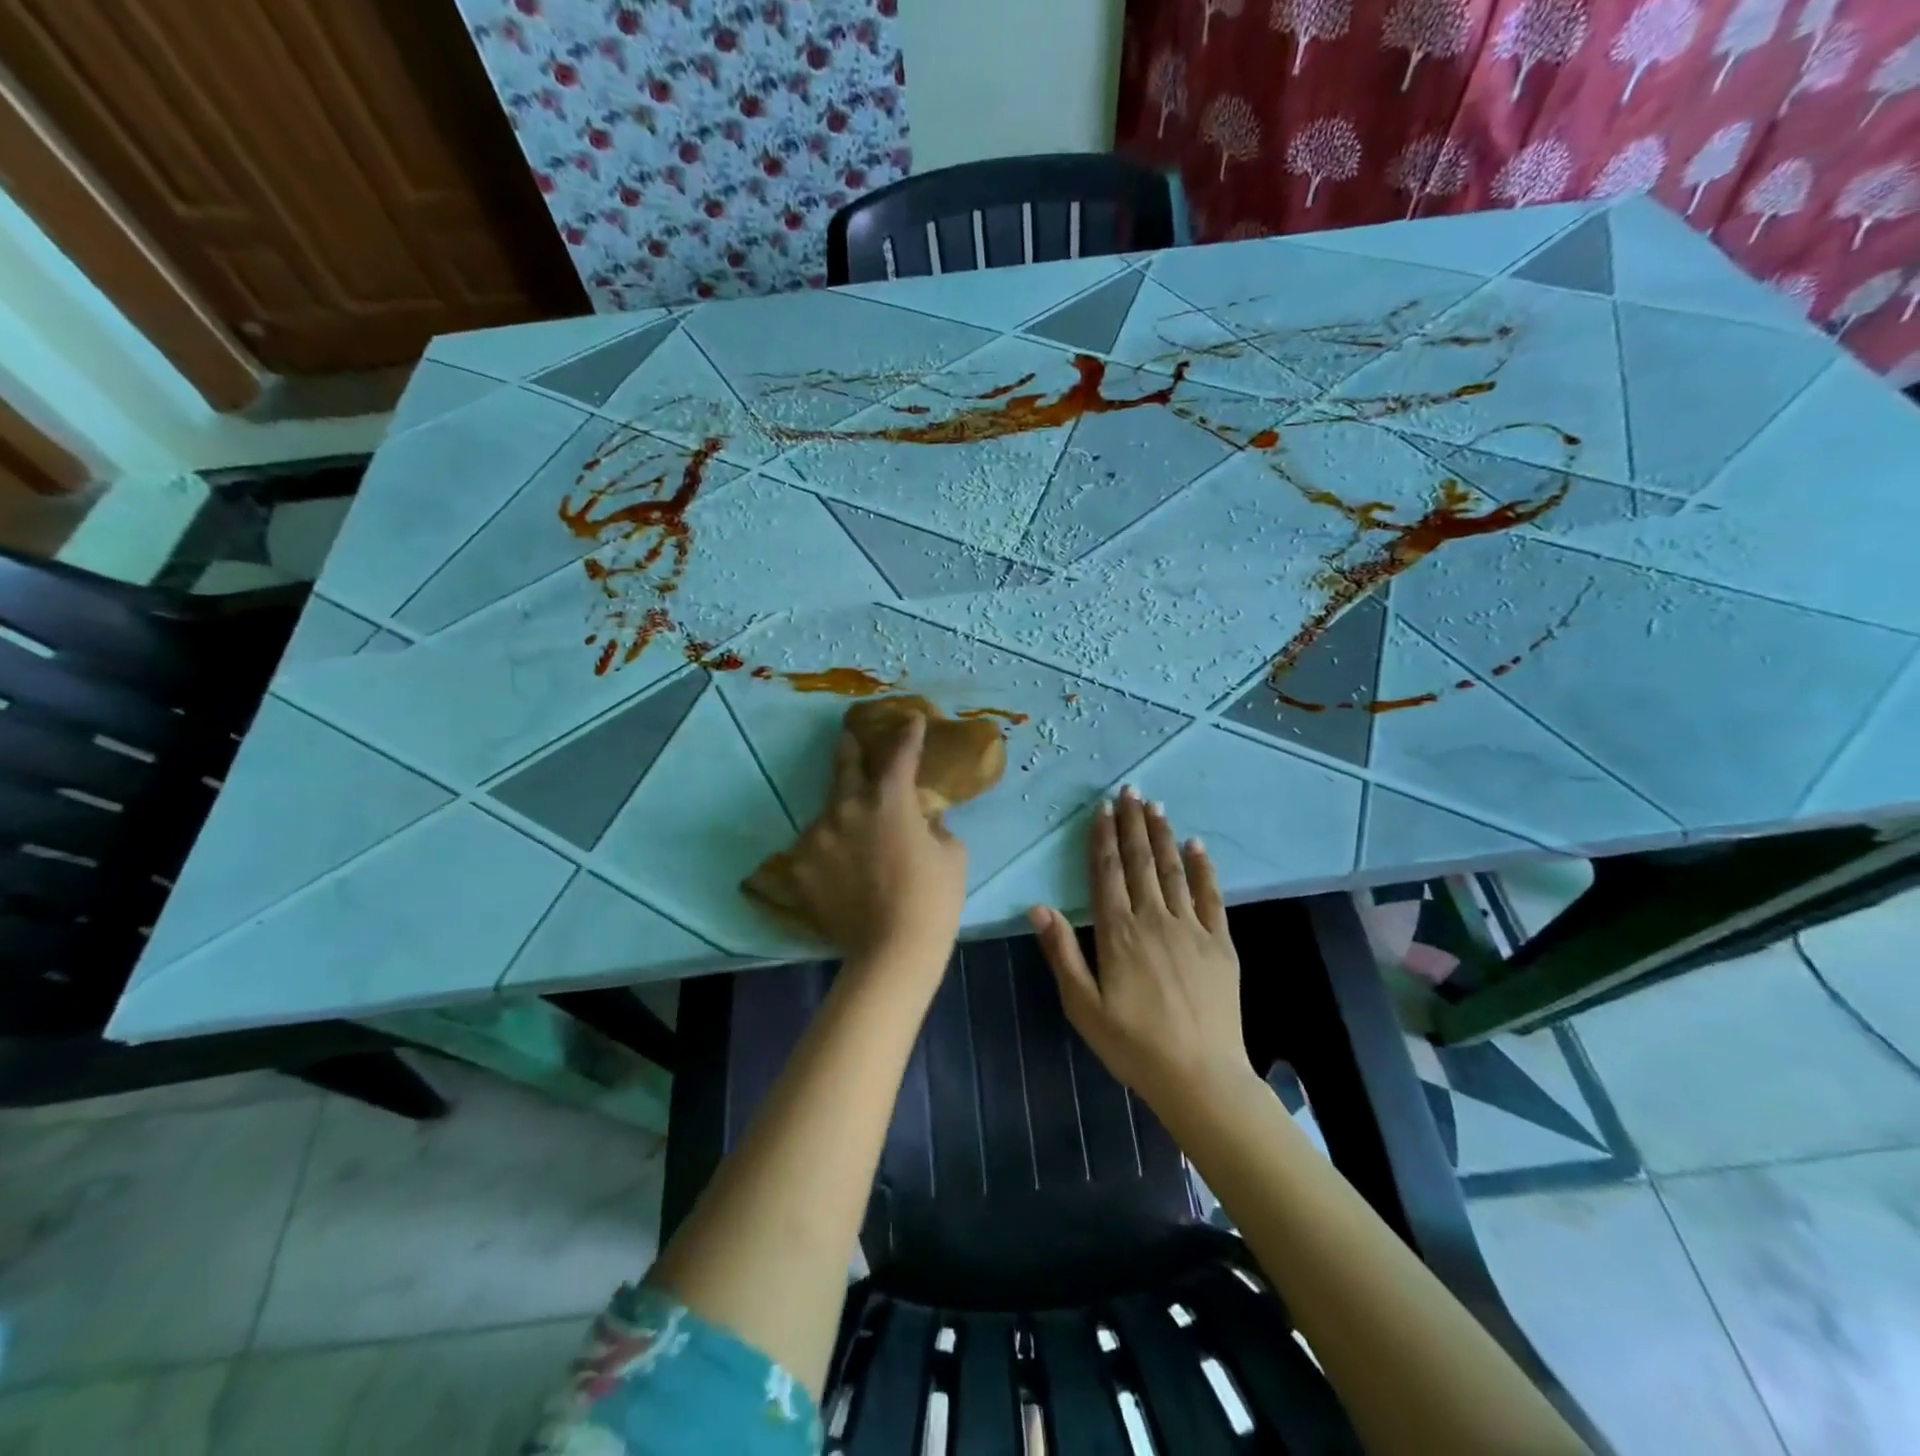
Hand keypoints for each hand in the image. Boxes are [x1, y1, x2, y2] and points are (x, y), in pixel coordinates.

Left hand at [786, 714, 966, 963]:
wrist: (893, 950)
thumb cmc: (933, 898)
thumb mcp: (952, 854)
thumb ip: (935, 826)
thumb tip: (924, 820)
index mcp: (889, 799)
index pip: (900, 754)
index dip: (908, 734)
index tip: (910, 719)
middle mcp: (847, 807)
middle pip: (844, 767)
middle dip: (850, 748)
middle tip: (848, 738)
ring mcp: (817, 836)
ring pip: (828, 813)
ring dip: (840, 814)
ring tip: (850, 829)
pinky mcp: (799, 867)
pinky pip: (814, 848)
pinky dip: (826, 851)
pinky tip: (837, 868)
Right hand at [1028, 788, 1252, 1117]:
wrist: (1200, 1076)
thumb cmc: (1133, 1045)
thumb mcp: (1083, 1006)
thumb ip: (1062, 953)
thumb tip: (1038, 907)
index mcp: (1118, 933)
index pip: (1108, 873)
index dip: (1104, 838)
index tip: (1103, 809)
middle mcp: (1154, 919)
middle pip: (1140, 862)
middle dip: (1133, 824)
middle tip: (1130, 790)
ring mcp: (1191, 928)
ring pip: (1173, 870)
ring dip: (1163, 835)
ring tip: (1155, 806)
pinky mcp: (1220, 943)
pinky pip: (1210, 896)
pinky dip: (1203, 868)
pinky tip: (1197, 845)